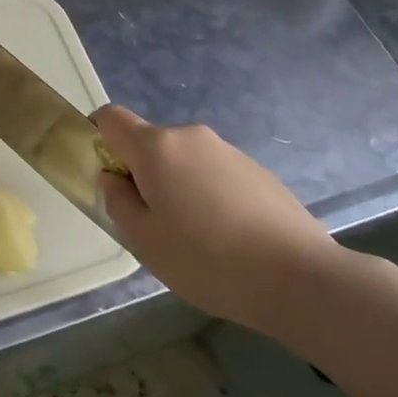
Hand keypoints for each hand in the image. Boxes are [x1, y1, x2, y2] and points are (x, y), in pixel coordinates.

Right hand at [94, 104, 344, 334]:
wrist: (300, 278)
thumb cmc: (207, 259)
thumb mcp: (145, 241)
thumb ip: (118, 202)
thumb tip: (114, 180)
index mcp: (156, 147)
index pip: (111, 118)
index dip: (97, 137)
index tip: (102, 174)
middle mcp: (191, 136)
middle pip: (150, 143)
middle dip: (141, 173)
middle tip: (151, 222)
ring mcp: (228, 151)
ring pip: (184, 160)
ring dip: (177, 186)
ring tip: (196, 238)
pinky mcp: (258, 171)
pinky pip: (216, 174)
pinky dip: (209, 195)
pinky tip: (228, 239)